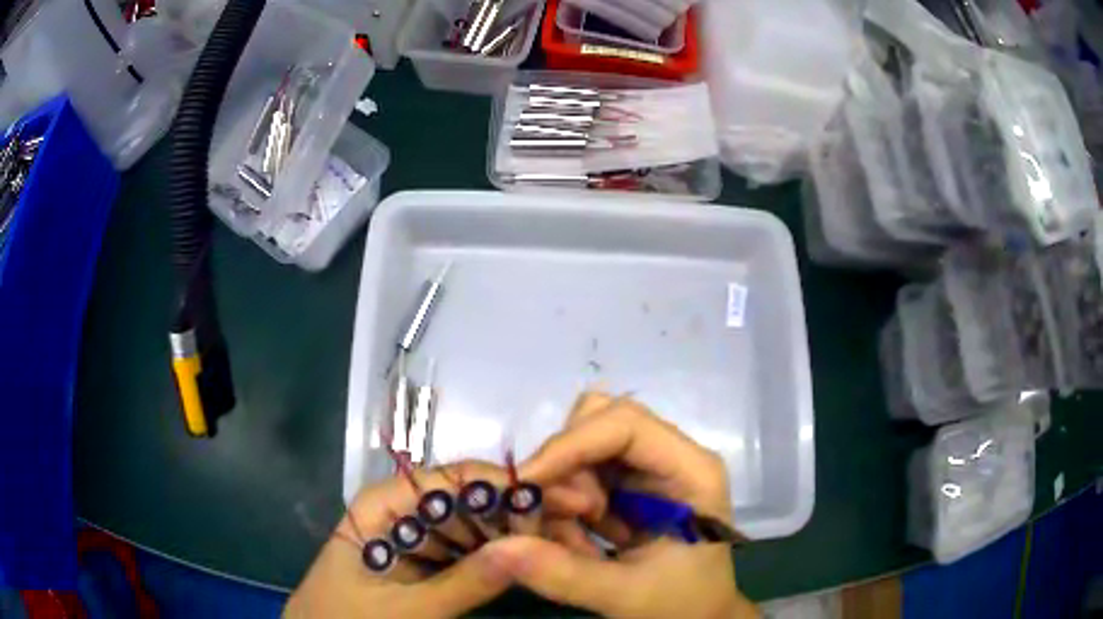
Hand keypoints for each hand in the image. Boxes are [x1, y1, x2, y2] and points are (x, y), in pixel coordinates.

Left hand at [284, 460, 593, 618]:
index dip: (507, 486)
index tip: (561, 500)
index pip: (453, 479)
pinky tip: (529, 560)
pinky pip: (464, 549)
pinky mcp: (421, 559)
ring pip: (472, 523)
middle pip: (469, 497)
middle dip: (519, 510)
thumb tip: (526, 548)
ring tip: (564, 540)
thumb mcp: (408, 610)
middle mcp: (400, 509)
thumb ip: (465, 583)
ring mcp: (412, 534)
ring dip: (514, 532)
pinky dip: (496, 554)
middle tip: (575, 523)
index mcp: (385, 504)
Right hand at [482, 392, 758, 618]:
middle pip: (600, 422)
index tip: (525, 483)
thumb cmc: (680, 605)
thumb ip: (562, 573)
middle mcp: (671, 455)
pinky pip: (580, 473)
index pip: (626, 425)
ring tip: (572, 540)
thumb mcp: (624, 596)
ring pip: (583, 445)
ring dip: (561, 489)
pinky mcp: (630, 484)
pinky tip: (576, 540)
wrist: (699, 615)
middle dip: (565, 468)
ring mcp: (649, 467)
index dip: (571, 445)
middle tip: (553, 517)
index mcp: (691, 471)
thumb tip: (495, 547)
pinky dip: (563, 503)